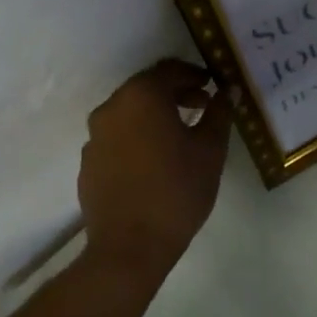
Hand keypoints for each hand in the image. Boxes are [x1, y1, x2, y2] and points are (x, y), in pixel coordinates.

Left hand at [77, 60, 233, 273]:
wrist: (130, 247)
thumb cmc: (177, 190)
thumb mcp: (210, 149)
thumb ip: (219, 113)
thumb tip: (228, 90)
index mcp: (142, 97)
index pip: (170, 69)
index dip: (194, 74)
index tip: (212, 86)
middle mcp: (112, 107)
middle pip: (146, 88)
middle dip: (175, 92)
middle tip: (201, 106)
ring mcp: (95, 136)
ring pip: (129, 112)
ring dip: (155, 114)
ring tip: (180, 135)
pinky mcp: (89, 161)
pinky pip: (116, 136)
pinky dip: (137, 136)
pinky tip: (155, 160)